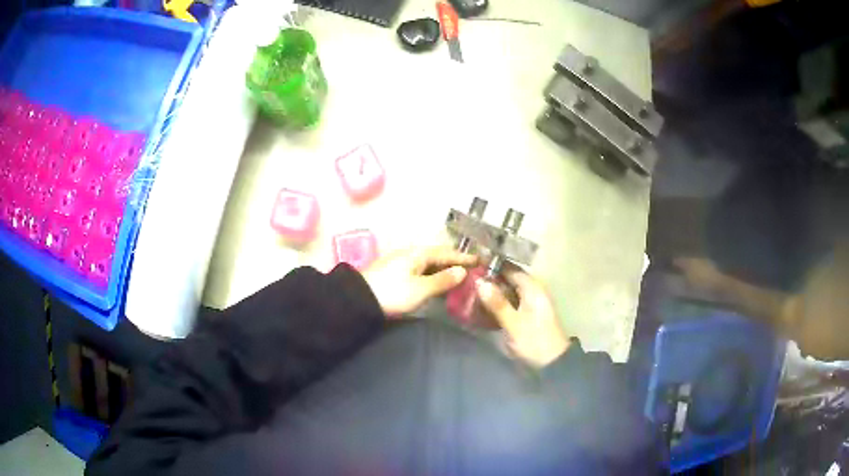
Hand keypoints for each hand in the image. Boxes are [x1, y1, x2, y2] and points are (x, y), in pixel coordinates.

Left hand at [364, 246, 477, 316]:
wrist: (358, 299)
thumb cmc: (393, 293)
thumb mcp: (421, 289)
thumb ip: (442, 280)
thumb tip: (461, 271)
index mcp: (419, 253)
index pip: (447, 253)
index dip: (464, 258)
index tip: (480, 260)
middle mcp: (411, 253)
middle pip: (437, 255)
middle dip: (454, 261)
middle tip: (471, 268)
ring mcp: (401, 261)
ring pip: (428, 262)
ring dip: (443, 268)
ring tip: (457, 275)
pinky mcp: (394, 272)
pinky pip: (420, 269)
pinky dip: (432, 273)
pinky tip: (435, 281)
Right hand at [476, 269, 569, 367]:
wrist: (552, 363)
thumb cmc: (534, 340)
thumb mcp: (513, 323)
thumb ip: (497, 303)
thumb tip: (479, 281)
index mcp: (532, 287)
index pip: (509, 268)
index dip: (490, 266)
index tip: (470, 266)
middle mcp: (533, 290)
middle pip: (508, 278)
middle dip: (489, 279)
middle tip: (466, 281)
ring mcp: (531, 302)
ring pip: (508, 290)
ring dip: (492, 291)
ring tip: (469, 292)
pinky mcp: (527, 313)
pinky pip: (510, 301)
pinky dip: (498, 302)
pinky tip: (482, 307)